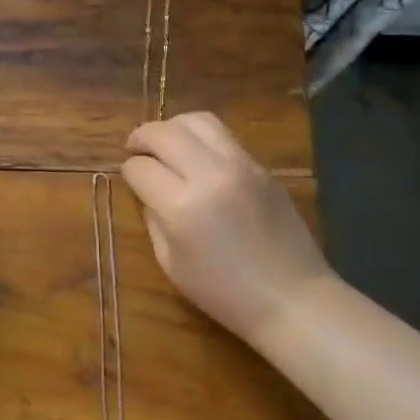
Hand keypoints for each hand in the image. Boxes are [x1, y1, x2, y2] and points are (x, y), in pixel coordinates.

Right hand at [122, 111, 333, 343]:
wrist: (291, 298)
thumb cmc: (223, 292)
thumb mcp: (170, 262)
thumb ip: (153, 219)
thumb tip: (147, 190)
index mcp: (181, 206)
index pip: (141, 168)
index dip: (128, 172)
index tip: (130, 180)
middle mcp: (210, 175)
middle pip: (165, 133)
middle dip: (142, 137)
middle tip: (134, 148)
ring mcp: (241, 166)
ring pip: (198, 120)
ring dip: (173, 127)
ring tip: (165, 143)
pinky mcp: (261, 167)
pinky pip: (224, 137)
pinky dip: (201, 138)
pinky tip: (196, 156)